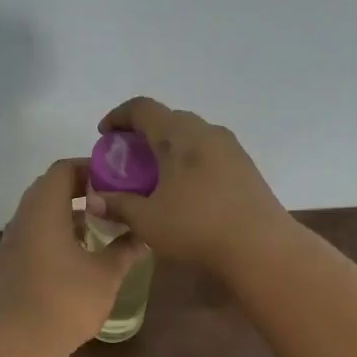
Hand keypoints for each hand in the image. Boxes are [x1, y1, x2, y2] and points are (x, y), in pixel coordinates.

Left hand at [0, 158, 145, 356]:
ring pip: (39, 209)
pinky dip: (54, 228)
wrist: (26, 342)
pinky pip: (33, 229)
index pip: (62, 170)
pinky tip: (77, 248)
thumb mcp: (106, 273)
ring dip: (66, 209)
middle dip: (79, 187)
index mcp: (44, 211)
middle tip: (109, 198)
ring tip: (97, 223)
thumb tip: (144, 234)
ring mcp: (13, 239)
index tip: (114, 178)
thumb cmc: (69, 300)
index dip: (89, 167)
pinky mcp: (11, 259)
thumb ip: (126, 248)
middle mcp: (23, 218)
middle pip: (48, 186)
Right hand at [89, 98, 289, 275]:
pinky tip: (184, 190)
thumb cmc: (197, 228)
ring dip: (168, 147)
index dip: (119, 116)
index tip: (104, 134)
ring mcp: (231, 148)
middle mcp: (206, 132)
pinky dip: (189, 160)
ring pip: (191, 135)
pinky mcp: (246, 167)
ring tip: (155, 175)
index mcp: (179, 136)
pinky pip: (209, 152)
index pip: (143, 108)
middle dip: (143, 133)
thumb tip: (94, 200)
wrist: (262, 248)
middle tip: (128, 159)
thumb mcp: (147, 221)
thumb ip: (118, 205)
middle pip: (169, 118)